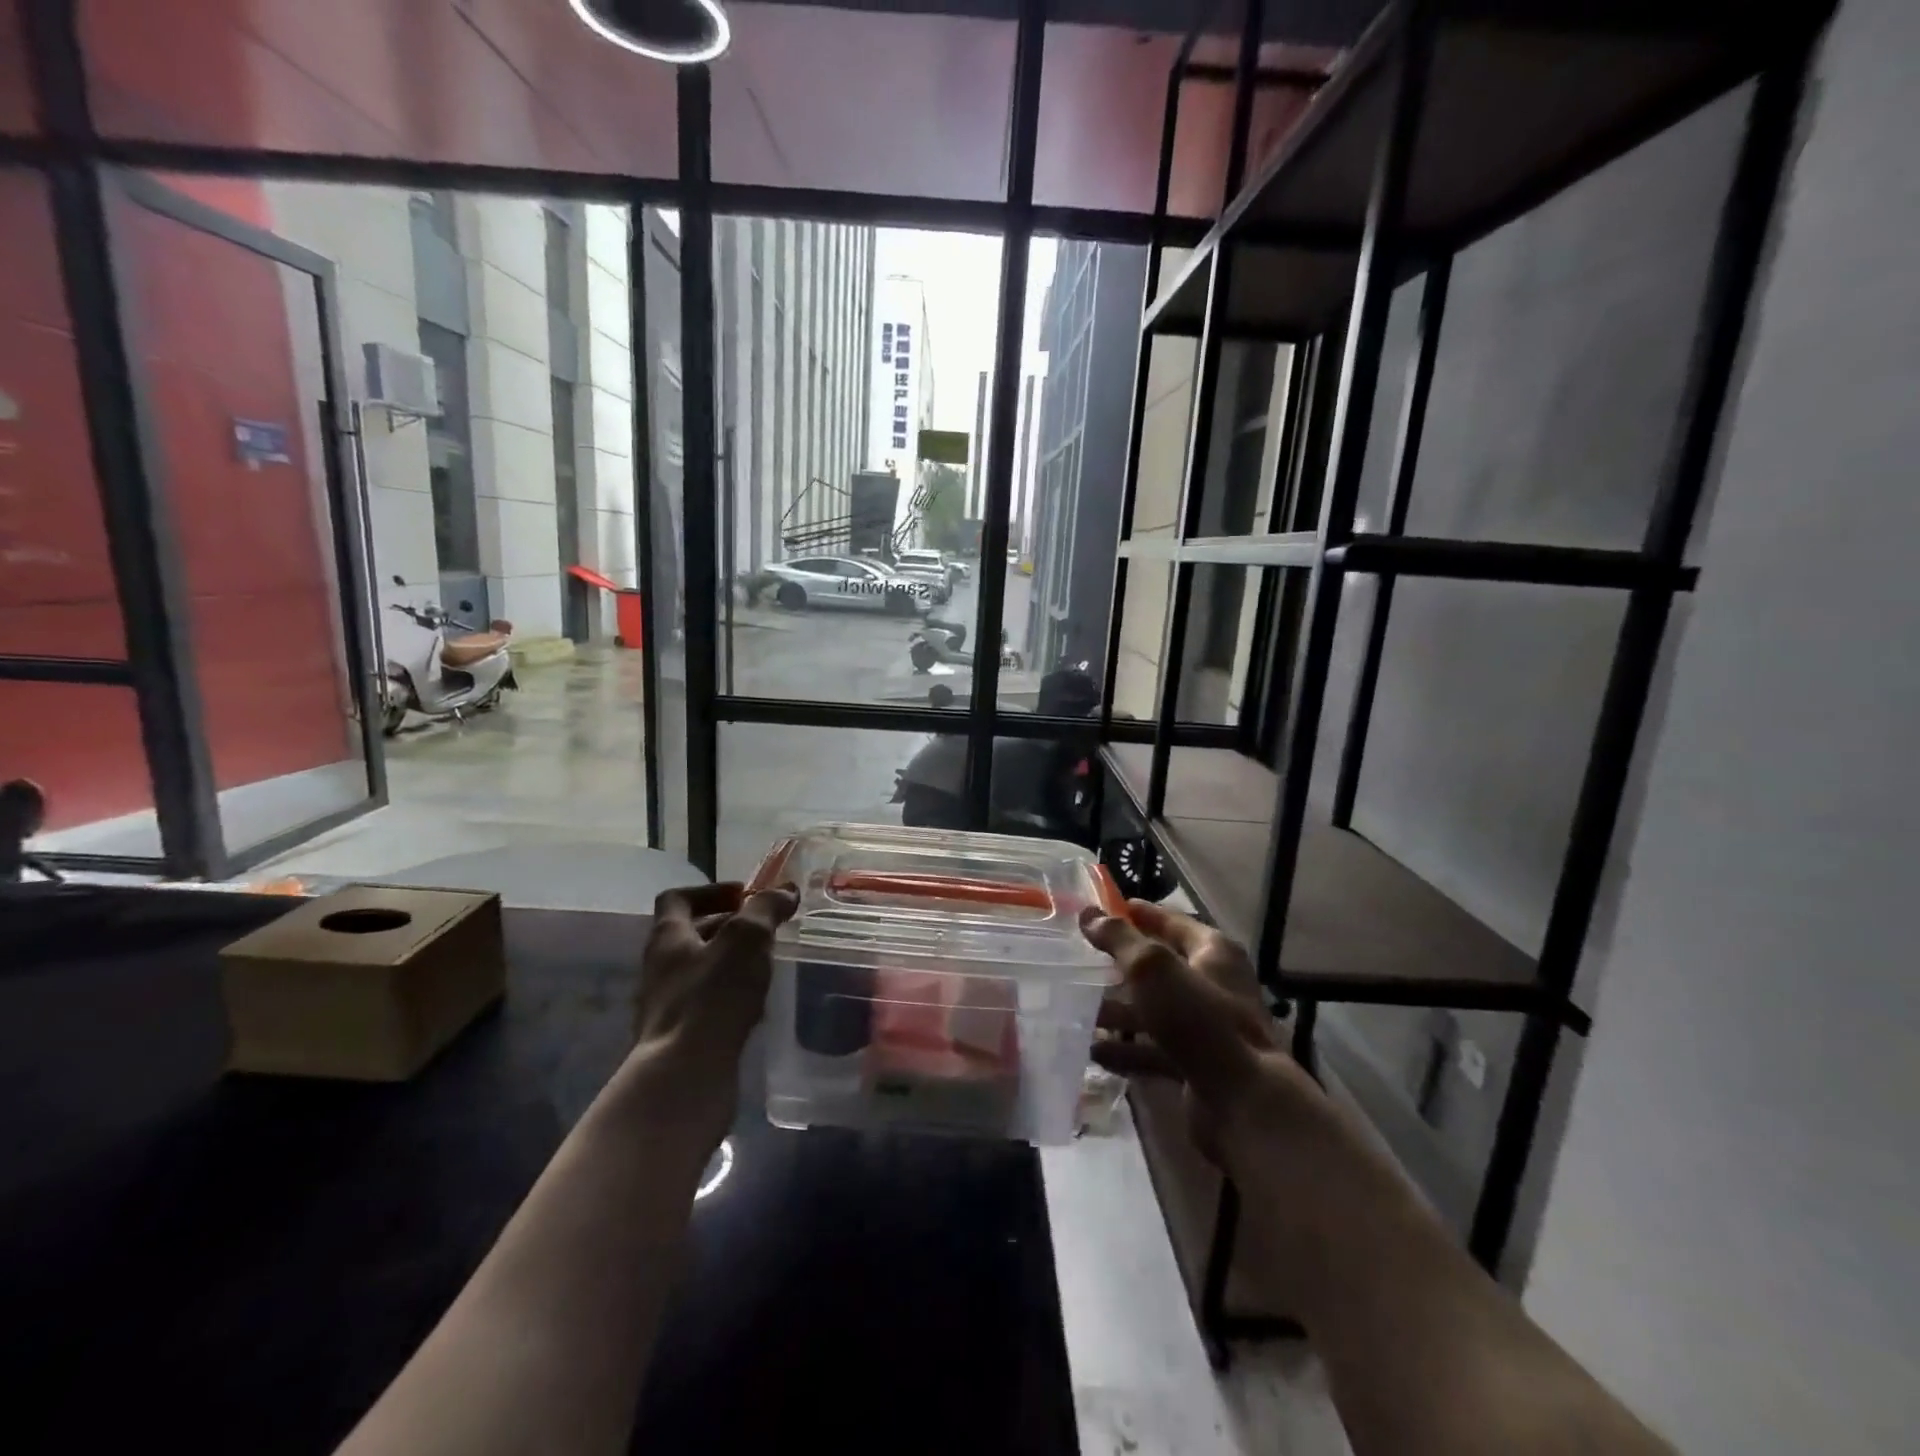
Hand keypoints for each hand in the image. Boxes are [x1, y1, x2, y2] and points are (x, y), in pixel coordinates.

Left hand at [632, 881, 796, 1146]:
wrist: (684, 1076)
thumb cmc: (712, 997)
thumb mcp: (747, 939)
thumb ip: (766, 909)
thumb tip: (785, 891)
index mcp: (668, 937)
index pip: (678, 899)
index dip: (711, 890)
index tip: (745, 895)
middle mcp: (660, 967)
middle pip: (691, 935)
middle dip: (728, 927)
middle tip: (765, 930)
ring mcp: (666, 1006)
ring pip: (701, 971)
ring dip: (731, 963)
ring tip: (766, 965)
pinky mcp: (680, 1038)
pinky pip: (707, 1005)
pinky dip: (731, 997)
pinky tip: (756, 1006)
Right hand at [1079, 900, 1326, 1170]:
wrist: (1242, 1101)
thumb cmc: (1198, 1018)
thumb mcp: (1153, 968)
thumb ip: (1119, 939)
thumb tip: (1088, 913)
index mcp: (1214, 953)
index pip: (1173, 922)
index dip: (1142, 914)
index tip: (1108, 908)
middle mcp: (1214, 986)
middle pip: (1162, 969)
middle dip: (1122, 967)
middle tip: (1083, 961)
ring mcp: (1207, 1029)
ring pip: (1155, 1011)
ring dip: (1119, 1011)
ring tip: (1080, 1010)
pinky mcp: (1198, 1065)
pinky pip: (1155, 1049)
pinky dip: (1127, 1050)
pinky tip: (1095, 1052)